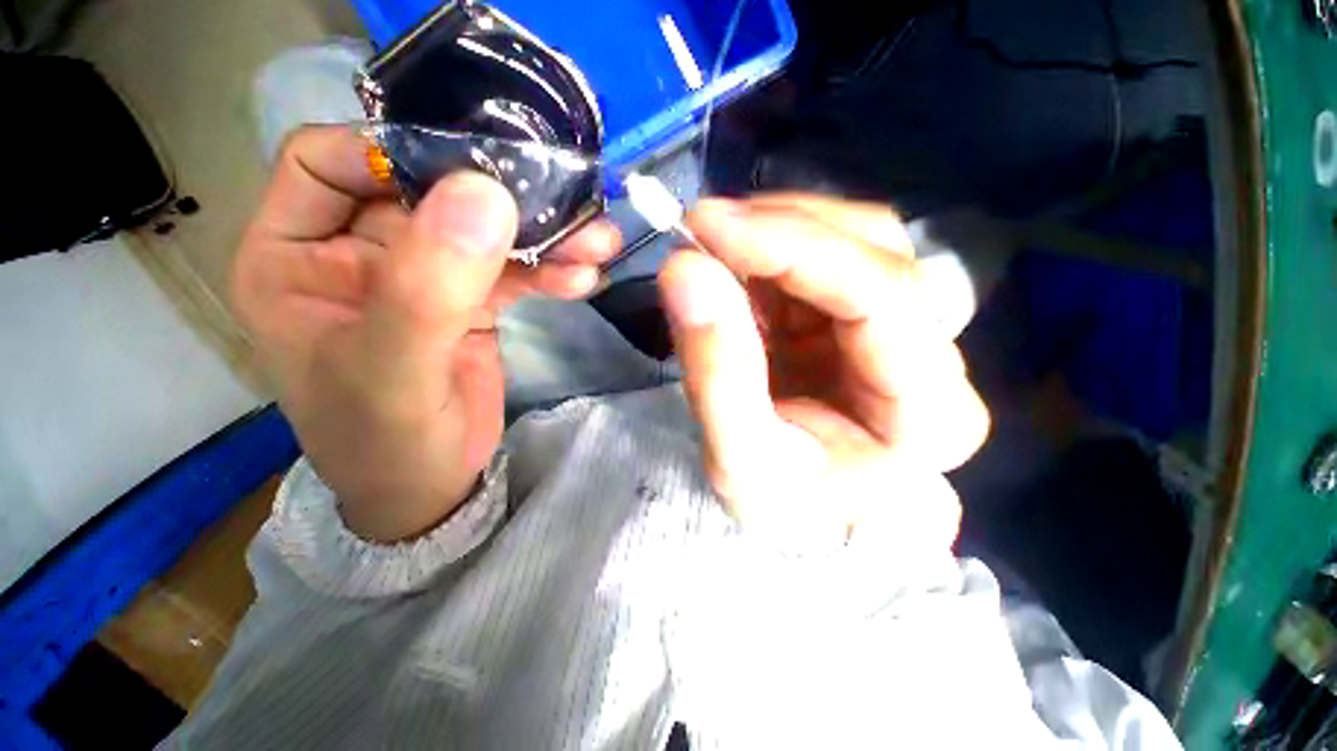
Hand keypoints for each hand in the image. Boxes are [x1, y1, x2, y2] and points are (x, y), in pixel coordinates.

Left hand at [232, 126, 619, 541]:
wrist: (431, 488)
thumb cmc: (385, 444)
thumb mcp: (393, 375)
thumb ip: (426, 290)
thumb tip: (482, 195)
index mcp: (294, 256)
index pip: (328, 162)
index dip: (393, 152)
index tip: (474, 171)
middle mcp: (356, 252)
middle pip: (428, 191)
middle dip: (500, 195)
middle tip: (567, 201)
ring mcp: (423, 275)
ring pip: (483, 230)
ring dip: (544, 235)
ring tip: (597, 243)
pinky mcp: (473, 300)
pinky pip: (514, 269)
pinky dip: (551, 270)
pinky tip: (585, 278)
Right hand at [658, 195, 989, 549]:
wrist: (804, 520)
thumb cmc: (784, 509)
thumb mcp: (740, 461)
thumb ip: (716, 369)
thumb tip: (684, 272)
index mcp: (929, 410)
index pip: (880, 296)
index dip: (792, 247)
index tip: (707, 226)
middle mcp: (931, 357)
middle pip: (874, 251)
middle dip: (780, 228)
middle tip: (699, 228)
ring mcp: (895, 330)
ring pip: (849, 242)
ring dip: (772, 234)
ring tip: (711, 248)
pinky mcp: (856, 321)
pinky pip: (817, 262)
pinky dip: (767, 254)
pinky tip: (732, 267)